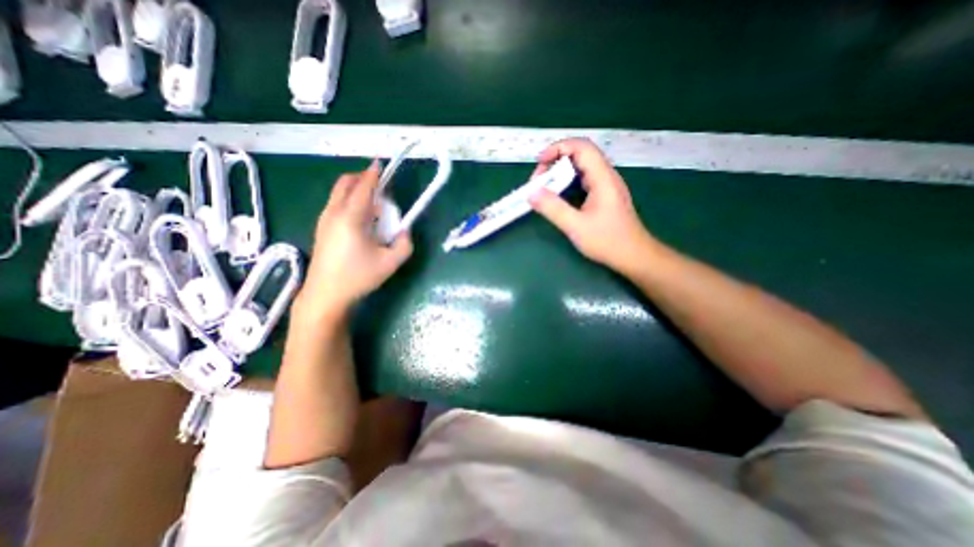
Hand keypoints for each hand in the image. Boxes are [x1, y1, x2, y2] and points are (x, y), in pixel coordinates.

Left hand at [298, 163, 415, 321]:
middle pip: (345, 184)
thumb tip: (404, 231)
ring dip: (355, 190)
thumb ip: (404, 244)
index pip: (363, 188)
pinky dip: (348, 200)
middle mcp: (334, 213)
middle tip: (379, 184)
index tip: (380, 163)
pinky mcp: (321, 228)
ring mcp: (324, 220)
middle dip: (361, 178)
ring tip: (373, 203)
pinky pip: (335, 204)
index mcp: (351, 218)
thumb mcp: (390, 263)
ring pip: (338, 193)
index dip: (373, 174)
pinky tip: (360, 218)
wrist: (326, 294)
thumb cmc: (358, 277)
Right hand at [529, 139, 657, 275]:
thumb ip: (553, 208)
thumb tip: (531, 193)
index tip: (539, 163)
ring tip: (545, 186)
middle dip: (556, 161)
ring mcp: (606, 185)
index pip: (581, 147)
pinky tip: (559, 196)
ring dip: (561, 172)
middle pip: (580, 154)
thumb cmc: (607, 241)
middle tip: (539, 180)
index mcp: (602, 178)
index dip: (557, 148)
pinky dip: (568, 182)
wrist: (634, 256)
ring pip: (582, 167)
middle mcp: (606, 176)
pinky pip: (584, 180)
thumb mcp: (576, 226)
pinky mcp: (604, 195)